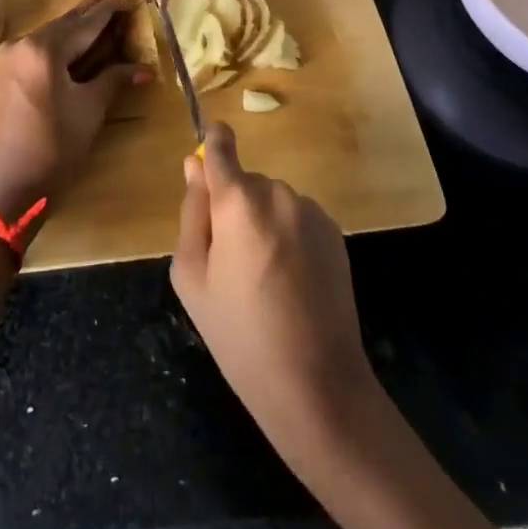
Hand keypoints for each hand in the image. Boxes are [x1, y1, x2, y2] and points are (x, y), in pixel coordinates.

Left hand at [0, 0, 147, 223]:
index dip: (107, 11)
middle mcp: (23, 45)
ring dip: (76, 27)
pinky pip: (39, 48)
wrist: (7, 188)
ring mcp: (10, 59)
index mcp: (44, 49)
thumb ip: (114, 80)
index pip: (84, 24)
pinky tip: (75, 40)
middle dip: (90, 12)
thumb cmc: (54, 148)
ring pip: (51, 35)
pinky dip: (61, 43)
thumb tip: (143, 68)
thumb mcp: (89, 110)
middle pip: (65, 24)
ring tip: (99, 13)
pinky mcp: (6, 74)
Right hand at [171, 123, 373, 445]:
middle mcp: (278, 193)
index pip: (221, 147)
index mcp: (238, 202)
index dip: (213, 144)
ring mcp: (311, 212)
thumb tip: (193, 165)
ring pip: (272, 201)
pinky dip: (289, 236)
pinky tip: (291, 281)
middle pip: (245, 183)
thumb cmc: (239, 334)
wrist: (316, 384)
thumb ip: (192, 212)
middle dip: (234, 207)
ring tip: (264, 278)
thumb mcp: (192, 276)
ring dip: (263, 222)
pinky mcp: (335, 233)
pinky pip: (298, 218)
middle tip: (230, 261)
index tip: (208, 150)